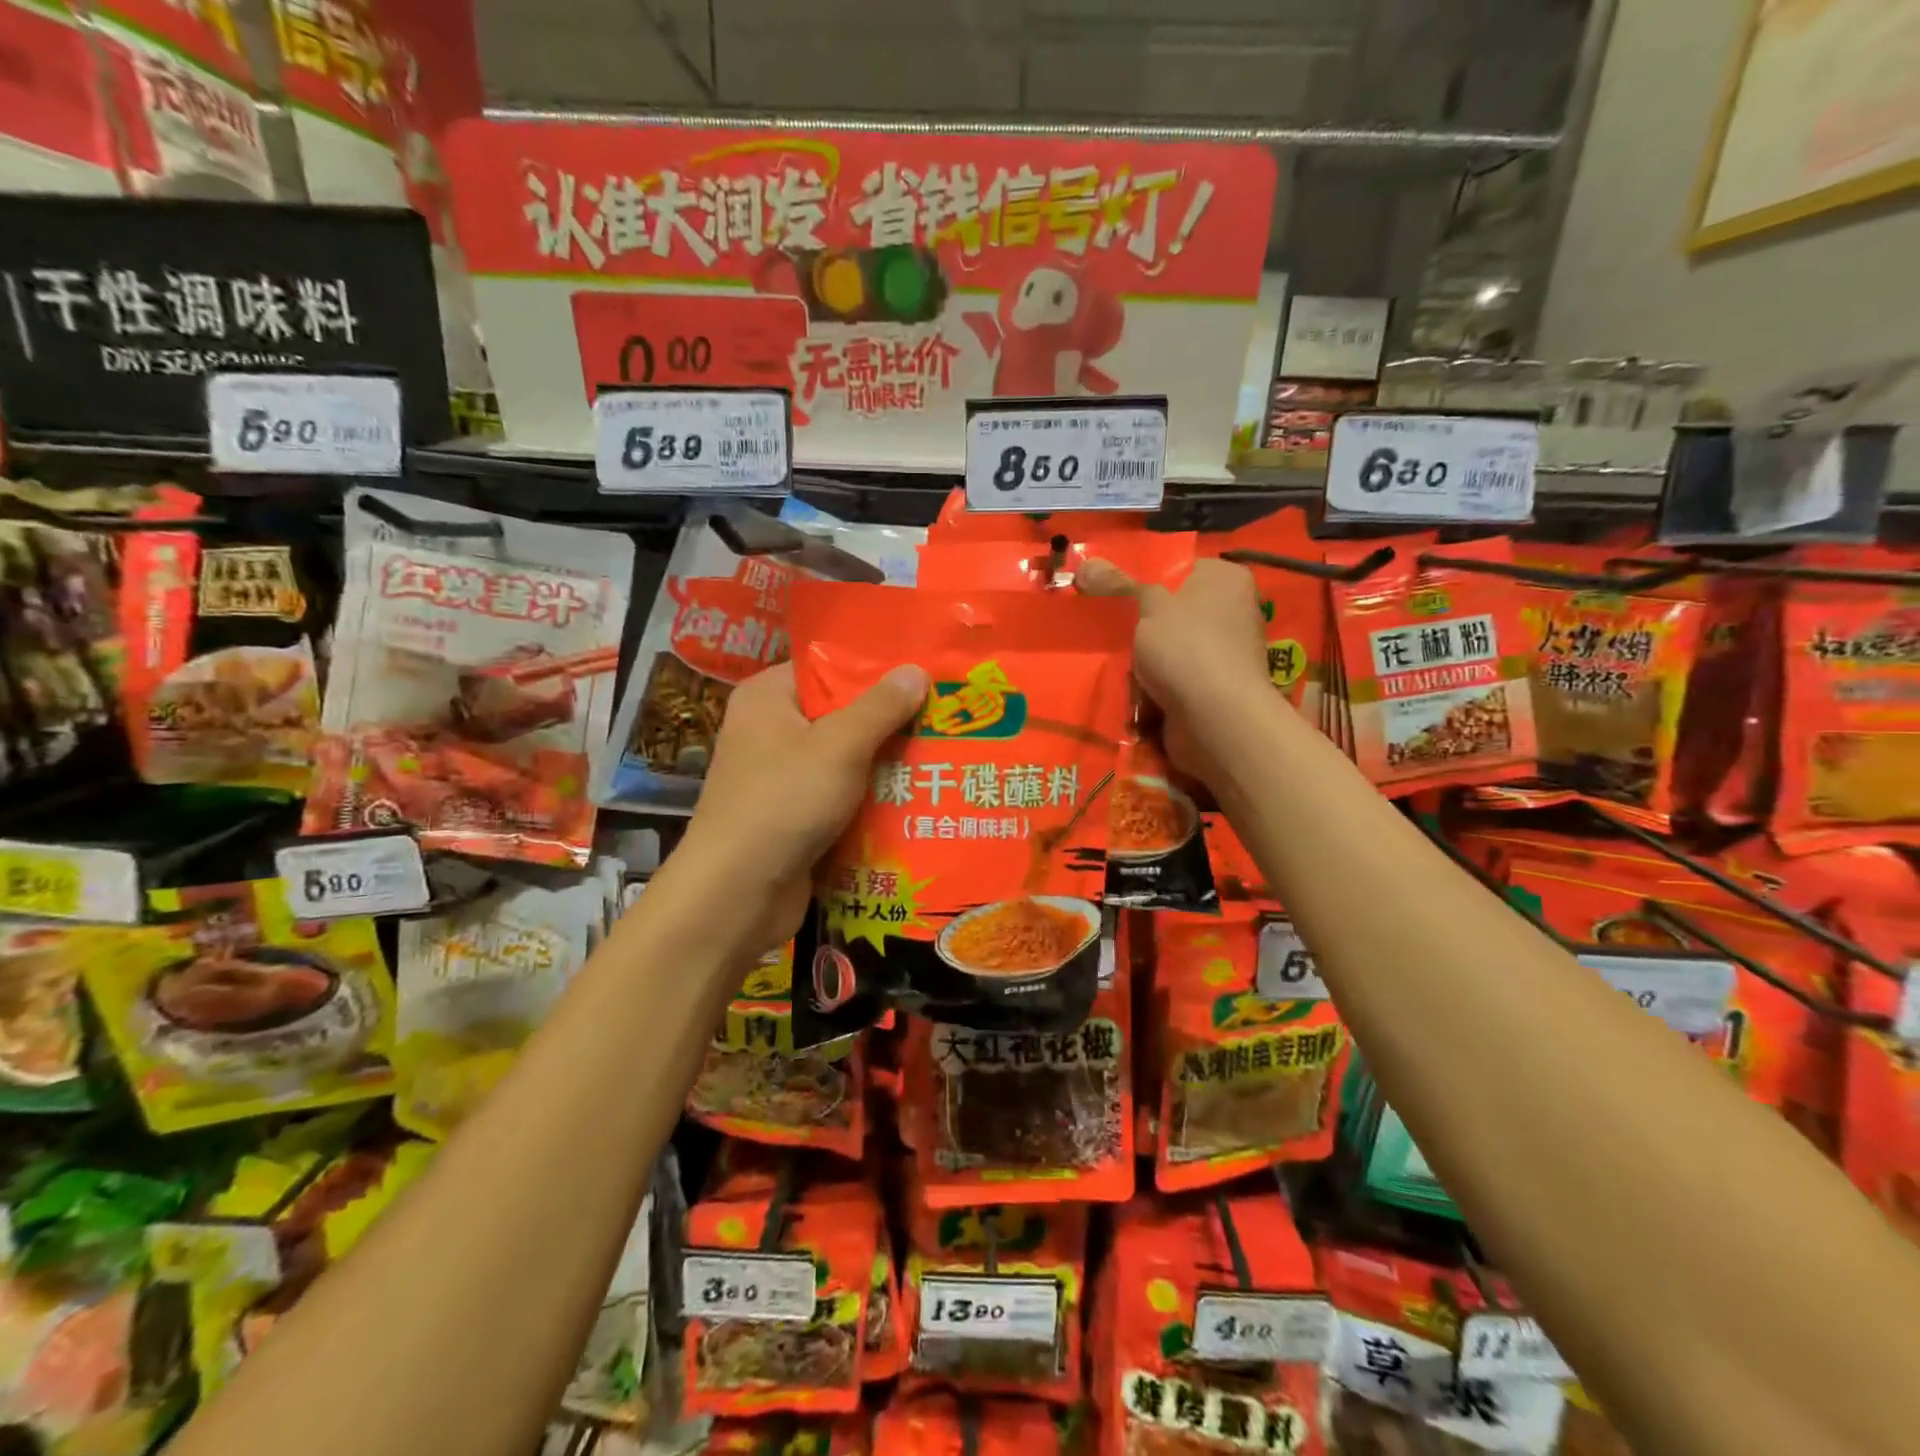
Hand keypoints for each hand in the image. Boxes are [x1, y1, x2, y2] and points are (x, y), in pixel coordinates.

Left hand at [672, 660, 928, 952]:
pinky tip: (916, 799)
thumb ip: (881, 707)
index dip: (874, 671)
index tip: (924, 674)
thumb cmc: (784, 802)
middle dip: (889, 722)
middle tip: (943, 717)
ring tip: (942, 756)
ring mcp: (779, 777)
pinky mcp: (792, 817)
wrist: (737, 893)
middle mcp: (769, 731)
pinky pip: (840, 797)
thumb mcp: (839, 746)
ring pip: (844, 760)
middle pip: (840, 715)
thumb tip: (916, 670)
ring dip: (885, 765)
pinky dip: (870, 800)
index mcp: (768, 697)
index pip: (826, 669)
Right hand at [1076, 556, 1272, 785]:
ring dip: (1145, 658)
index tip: (1110, 594)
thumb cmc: (1186, 647)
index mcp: (1226, 579)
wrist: (1217, 718)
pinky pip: (1177, 678)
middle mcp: (1234, 610)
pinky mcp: (1217, 688)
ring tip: (1111, 660)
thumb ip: (1115, 584)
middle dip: (1141, 624)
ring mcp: (1228, 653)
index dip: (1144, 579)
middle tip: (1103, 628)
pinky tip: (1129, 689)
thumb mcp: (1144, 606)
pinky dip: (1157, 684)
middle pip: (1174, 610)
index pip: (1180, 568)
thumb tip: (1086, 563)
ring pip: (1172, 647)